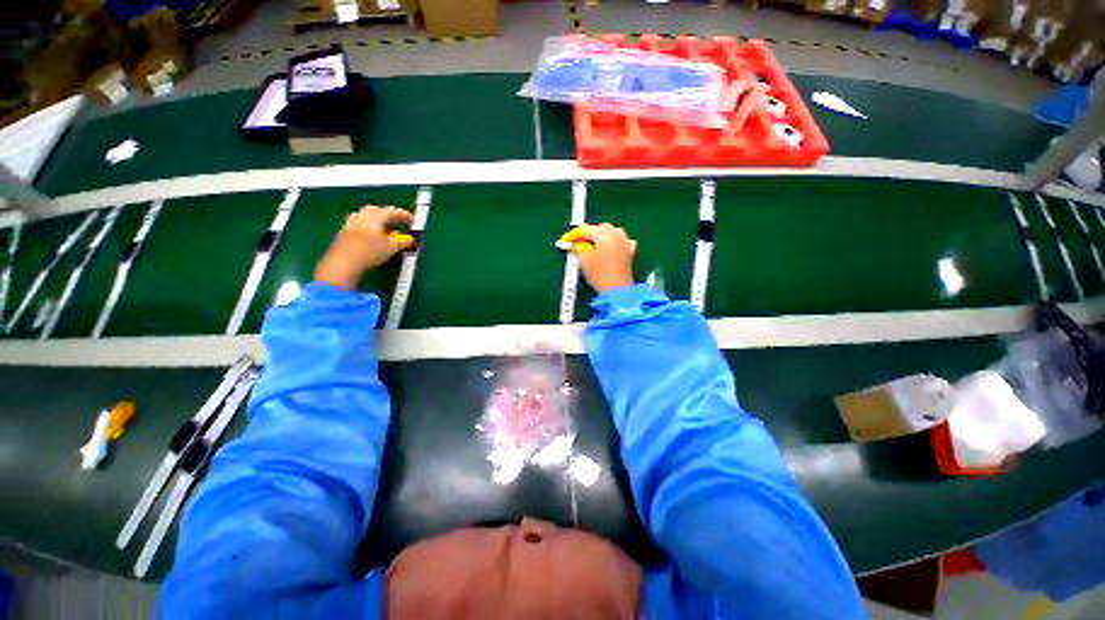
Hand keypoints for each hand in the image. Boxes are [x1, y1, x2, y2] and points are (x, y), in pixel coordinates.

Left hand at [315, 205, 412, 289]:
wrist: (343, 262)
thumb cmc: (371, 251)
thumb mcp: (391, 247)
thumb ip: (402, 242)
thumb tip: (409, 239)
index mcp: (374, 216)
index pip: (392, 211)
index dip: (404, 215)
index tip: (413, 219)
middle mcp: (361, 215)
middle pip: (377, 211)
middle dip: (389, 216)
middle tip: (399, 223)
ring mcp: (351, 223)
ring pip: (367, 219)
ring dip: (379, 223)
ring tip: (388, 231)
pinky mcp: (344, 233)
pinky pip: (361, 226)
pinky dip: (371, 230)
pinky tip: (375, 238)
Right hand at [568, 223, 636, 292]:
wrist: (618, 290)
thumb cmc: (599, 274)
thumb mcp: (584, 260)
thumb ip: (579, 247)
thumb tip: (577, 243)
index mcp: (604, 234)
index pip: (586, 229)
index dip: (574, 234)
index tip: (566, 240)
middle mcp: (616, 234)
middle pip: (600, 228)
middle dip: (589, 233)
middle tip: (579, 243)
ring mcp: (625, 242)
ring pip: (612, 232)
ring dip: (602, 236)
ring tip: (593, 245)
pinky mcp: (630, 251)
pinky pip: (620, 241)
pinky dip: (613, 242)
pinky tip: (609, 248)